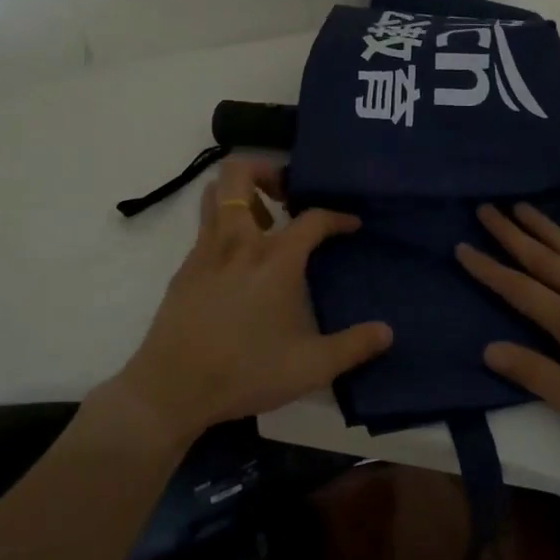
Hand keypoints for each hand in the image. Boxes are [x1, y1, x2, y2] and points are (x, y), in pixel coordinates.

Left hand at [112, 158, 392, 444]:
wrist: (171, 389)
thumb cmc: (245, 372)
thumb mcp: (310, 367)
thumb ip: (353, 347)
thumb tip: (387, 332)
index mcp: (274, 259)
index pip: (312, 219)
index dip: (337, 217)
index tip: (351, 224)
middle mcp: (238, 241)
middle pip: (240, 173)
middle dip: (266, 170)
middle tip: (288, 196)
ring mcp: (205, 251)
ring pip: (214, 192)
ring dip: (240, 193)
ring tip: (264, 222)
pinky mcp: (185, 268)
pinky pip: (205, 227)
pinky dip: (224, 225)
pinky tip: (238, 261)